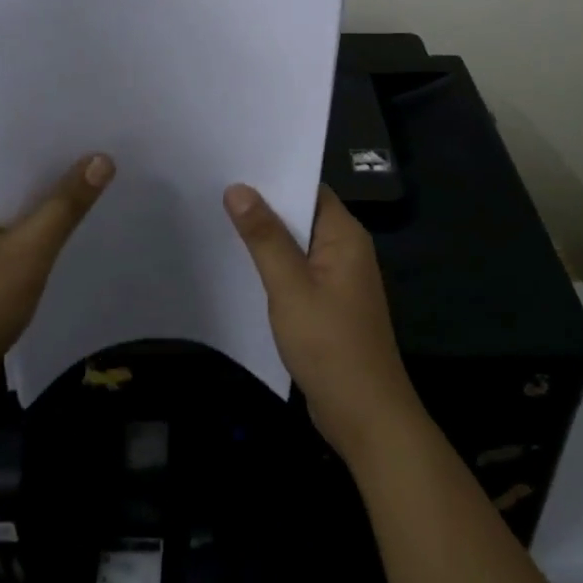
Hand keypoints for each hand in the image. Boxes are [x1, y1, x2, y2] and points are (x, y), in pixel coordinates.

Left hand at [0, 155, 113, 412]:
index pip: (4, 156)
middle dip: (55, 175)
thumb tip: (102, 158)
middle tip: (103, 157)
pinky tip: (75, 238)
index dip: (42, 142)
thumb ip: (66, 205)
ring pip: (19, 219)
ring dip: (51, 210)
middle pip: (15, 187)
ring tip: (98, 190)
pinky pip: (19, 247)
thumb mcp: (29, 251)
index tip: (84, 131)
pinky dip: (44, 240)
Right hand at [223, 183, 424, 465]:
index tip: (234, 165)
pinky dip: (273, 265)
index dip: (274, 176)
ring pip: (297, 245)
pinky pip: (298, 271)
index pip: (309, 188)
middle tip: (216, 187)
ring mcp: (338, 279)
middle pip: (301, 215)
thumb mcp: (290, 287)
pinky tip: (241, 264)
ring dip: (266, 237)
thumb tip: (238, 188)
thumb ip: (264, 236)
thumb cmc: (330, 345)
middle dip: (263, 205)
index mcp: (345, 236)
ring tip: (219, 218)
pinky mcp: (329, 304)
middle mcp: (346, 250)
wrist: (366, 417)